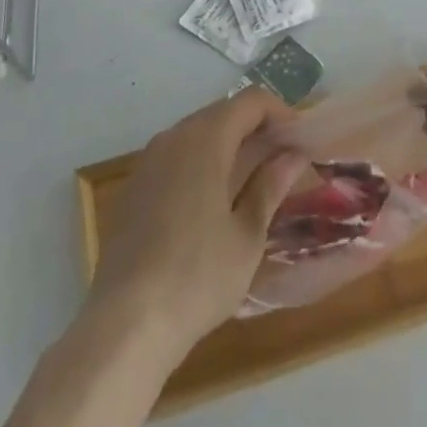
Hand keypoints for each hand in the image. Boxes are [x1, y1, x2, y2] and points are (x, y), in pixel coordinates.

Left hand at [84, 88, 305, 366]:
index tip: (302, 140)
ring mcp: (149, 160)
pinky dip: (203, 163)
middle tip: (284, 161)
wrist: (124, 324)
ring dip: (230, 146)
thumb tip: (292, 156)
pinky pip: (177, 156)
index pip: (251, 102)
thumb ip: (269, 187)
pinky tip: (215, 201)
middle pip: (223, 113)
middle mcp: (174, 136)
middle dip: (257, 129)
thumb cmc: (197, 277)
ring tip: (255, 181)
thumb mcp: (247, 236)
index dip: (281, 112)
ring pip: (198, 134)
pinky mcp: (135, 186)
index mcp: (205, 139)